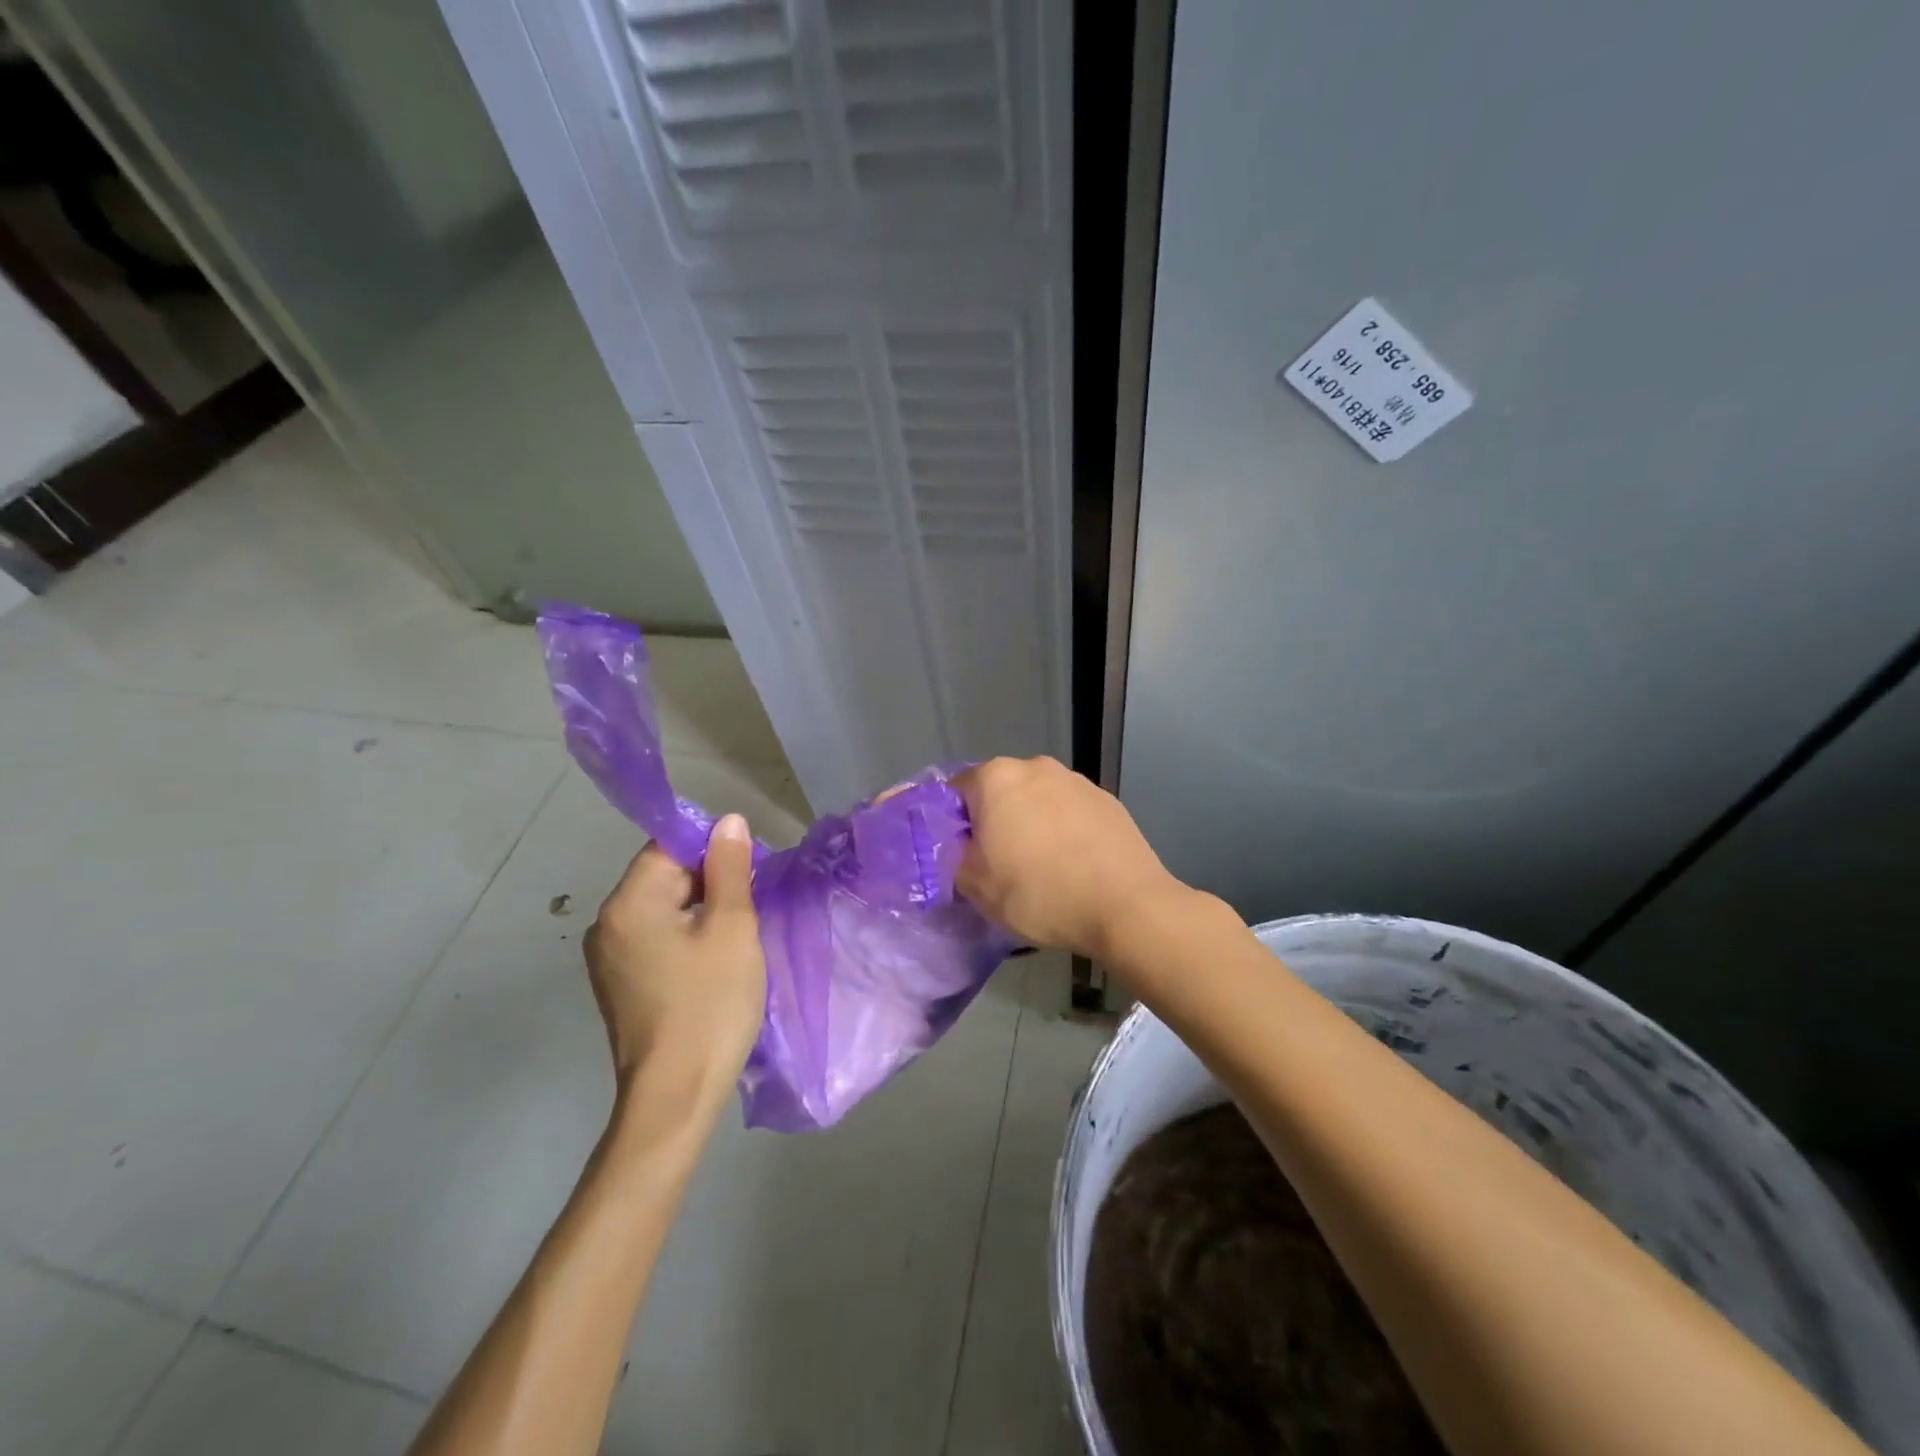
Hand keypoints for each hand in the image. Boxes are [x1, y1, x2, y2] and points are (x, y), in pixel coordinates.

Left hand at [583, 814, 764, 1109]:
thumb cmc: (710, 1004)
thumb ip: (729, 868)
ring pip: (663, 909)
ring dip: (701, 911)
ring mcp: (609, 957)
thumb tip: (729, 821)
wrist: (677, 1095)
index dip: (713, 851)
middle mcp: (607, 924)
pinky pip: (656, 939)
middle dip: (709, 882)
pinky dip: (686, 937)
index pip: (669, 847)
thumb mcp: (732, 927)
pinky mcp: (620, 984)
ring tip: (737, 937)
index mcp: (628, 903)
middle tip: (751, 908)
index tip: (749, 875)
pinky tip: (714, 962)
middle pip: (664, 876)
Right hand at [950, 756, 1188, 959]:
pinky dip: (1061, 830)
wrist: (1127, 907)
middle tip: (994, 864)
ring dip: (1028, 824)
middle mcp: (1035, 766)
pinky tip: (1071, 864)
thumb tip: (958, 846)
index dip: (949, 824)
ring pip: (1035, 800)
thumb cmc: (1040, 893)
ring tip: (1037, 867)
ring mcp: (1076, 780)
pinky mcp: (1107, 800)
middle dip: (991, 821)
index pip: (954, 790)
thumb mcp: (976, 886)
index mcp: (996, 778)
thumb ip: (952, 857)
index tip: (955, 855)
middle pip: (998, 791)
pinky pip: (1068, 812)